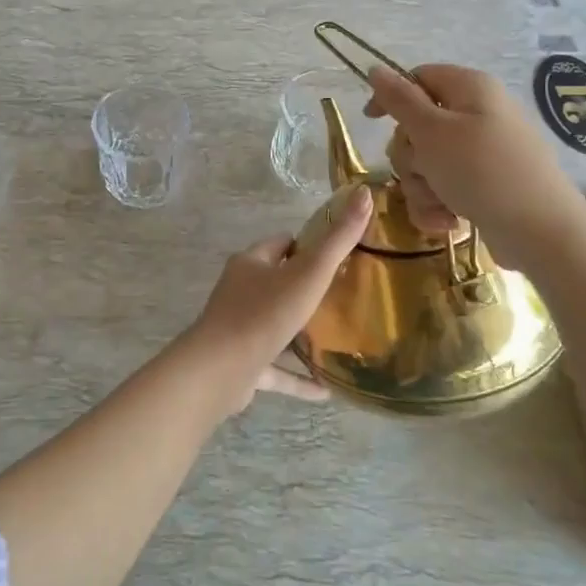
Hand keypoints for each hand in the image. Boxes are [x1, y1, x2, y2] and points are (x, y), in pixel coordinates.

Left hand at [181, 186, 372, 412]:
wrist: (221, 369)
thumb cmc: (264, 313)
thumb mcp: (308, 273)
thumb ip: (338, 240)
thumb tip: (364, 195)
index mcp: (251, 263)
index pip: (281, 245)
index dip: (307, 246)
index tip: (338, 255)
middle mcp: (241, 291)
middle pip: (277, 283)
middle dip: (304, 288)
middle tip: (343, 296)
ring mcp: (239, 329)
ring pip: (274, 326)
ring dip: (299, 334)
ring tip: (336, 339)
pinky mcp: (242, 364)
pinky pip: (275, 370)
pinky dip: (297, 378)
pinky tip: (325, 390)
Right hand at [363, 64, 582, 257]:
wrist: (540, 232)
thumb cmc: (482, 171)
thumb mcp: (432, 131)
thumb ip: (399, 100)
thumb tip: (375, 68)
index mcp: (470, 89)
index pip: (419, 78)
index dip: (392, 97)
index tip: (371, 121)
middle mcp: (478, 115)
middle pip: (418, 126)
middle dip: (410, 156)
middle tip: (423, 169)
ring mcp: (482, 153)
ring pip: (426, 163)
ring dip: (422, 186)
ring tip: (441, 203)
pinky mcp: (484, 186)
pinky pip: (444, 188)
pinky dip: (439, 204)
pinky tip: (450, 221)